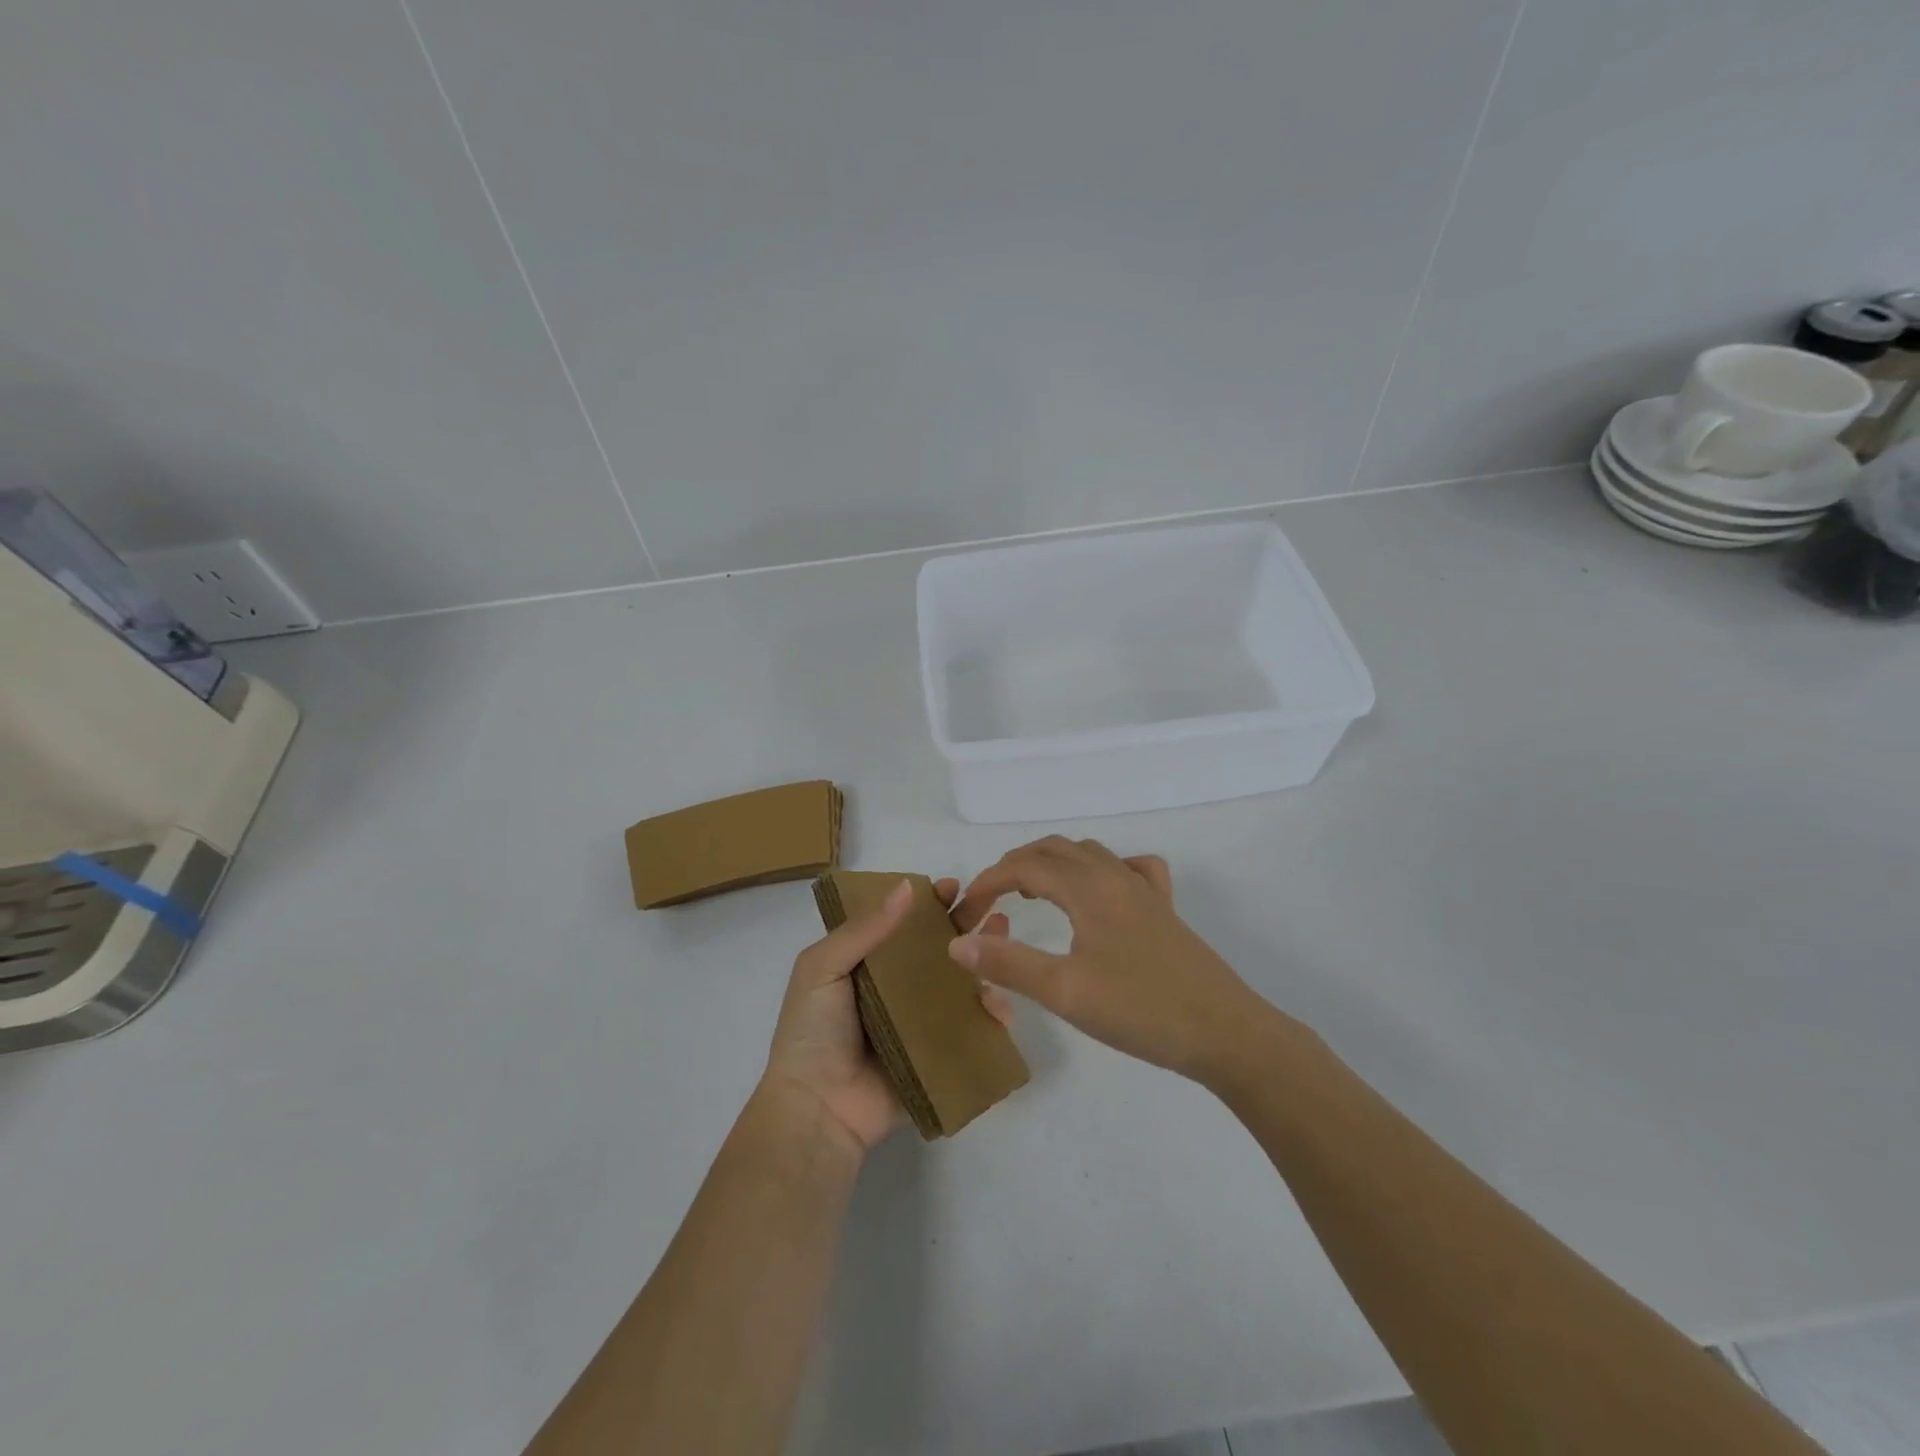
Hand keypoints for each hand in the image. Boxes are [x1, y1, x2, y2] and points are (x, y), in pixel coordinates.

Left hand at [764, 877, 1012, 1153]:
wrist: (818, 1108)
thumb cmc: (812, 1032)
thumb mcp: (822, 968)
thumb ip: (863, 930)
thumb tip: (907, 886)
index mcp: (868, 964)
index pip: (904, 924)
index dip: (928, 903)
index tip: (953, 886)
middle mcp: (898, 988)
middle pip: (939, 948)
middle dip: (966, 922)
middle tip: (991, 904)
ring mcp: (922, 1022)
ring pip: (962, 983)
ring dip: (986, 958)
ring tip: (1004, 937)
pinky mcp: (941, 1055)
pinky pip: (972, 1029)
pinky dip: (992, 1014)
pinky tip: (1001, 1002)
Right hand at [948, 838, 1272, 1083]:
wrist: (1225, 1032)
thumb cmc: (1141, 1010)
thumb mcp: (1065, 991)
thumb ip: (1008, 964)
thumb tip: (958, 945)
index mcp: (1088, 887)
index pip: (1023, 866)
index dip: (987, 883)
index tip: (964, 914)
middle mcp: (1115, 875)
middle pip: (1053, 850)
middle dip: (1013, 868)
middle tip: (989, 904)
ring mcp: (1144, 889)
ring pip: (1088, 855)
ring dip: (1051, 864)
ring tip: (1031, 894)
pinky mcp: (1165, 909)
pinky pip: (1130, 868)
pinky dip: (1101, 869)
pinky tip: (1100, 893)